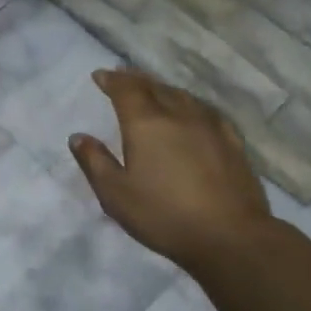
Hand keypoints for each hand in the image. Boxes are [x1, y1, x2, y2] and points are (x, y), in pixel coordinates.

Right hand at [70, 68, 275, 272]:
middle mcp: (178, 114)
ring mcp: (209, 125)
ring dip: (163, 89)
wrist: (229, 235)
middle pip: (154, 86)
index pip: (126, 89)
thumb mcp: (115, 194)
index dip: (111, 80)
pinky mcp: (232, 141)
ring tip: (153, 91)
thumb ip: (95, 162)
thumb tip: (78, 137)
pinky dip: (190, 104)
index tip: (100, 75)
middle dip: (136, 79)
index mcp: (146, 123)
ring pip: (182, 96)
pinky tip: (192, 112)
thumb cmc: (163, 214)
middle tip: (123, 77)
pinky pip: (206, 110)